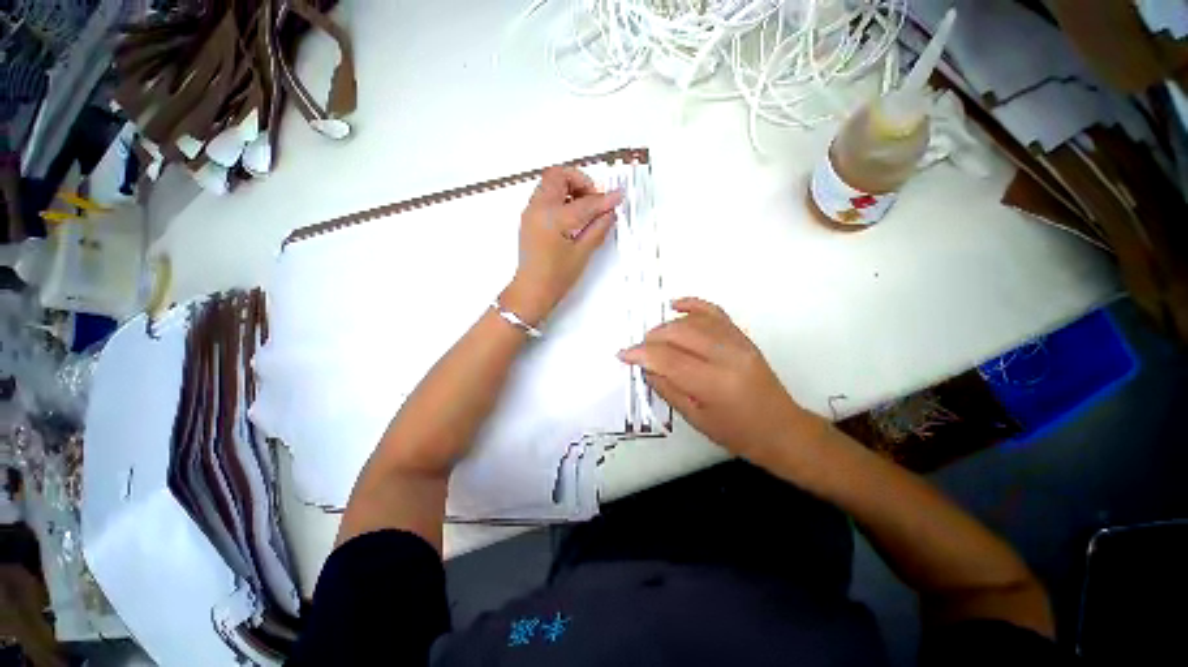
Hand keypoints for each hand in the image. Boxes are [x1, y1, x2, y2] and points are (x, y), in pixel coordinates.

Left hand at [500, 167, 622, 324]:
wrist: (531, 291)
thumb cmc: (556, 277)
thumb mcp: (582, 253)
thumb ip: (598, 228)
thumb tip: (610, 211)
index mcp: (553, 218)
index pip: (584, 202)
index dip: (604, 199)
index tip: (618, 197)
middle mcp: (538, 208)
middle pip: (558, 175)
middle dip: (580, 181)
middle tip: (595, 200)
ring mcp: (531, 212)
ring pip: (550, 183)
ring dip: (570, 187)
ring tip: (585, 209)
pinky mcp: (529, 218)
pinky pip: (545, 195)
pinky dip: (561, 197)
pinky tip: (573, 216)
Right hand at [619, 298, 817, 464]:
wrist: (781, 428)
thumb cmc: (737, 433)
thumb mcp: (695, 418)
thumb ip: (667, 388)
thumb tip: (647, 366)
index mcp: (715, 383)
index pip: (669, 358)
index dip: (641, 353)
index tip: (624, 355)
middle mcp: (728, 356)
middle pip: (679, 332)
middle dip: (652, 339)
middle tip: (641, 352)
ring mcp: (738, 342)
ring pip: (693, 321)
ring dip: (667, 326)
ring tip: (654, 339)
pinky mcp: (742, 336)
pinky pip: (714, 312)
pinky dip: (693, 305)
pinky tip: (676, 305)